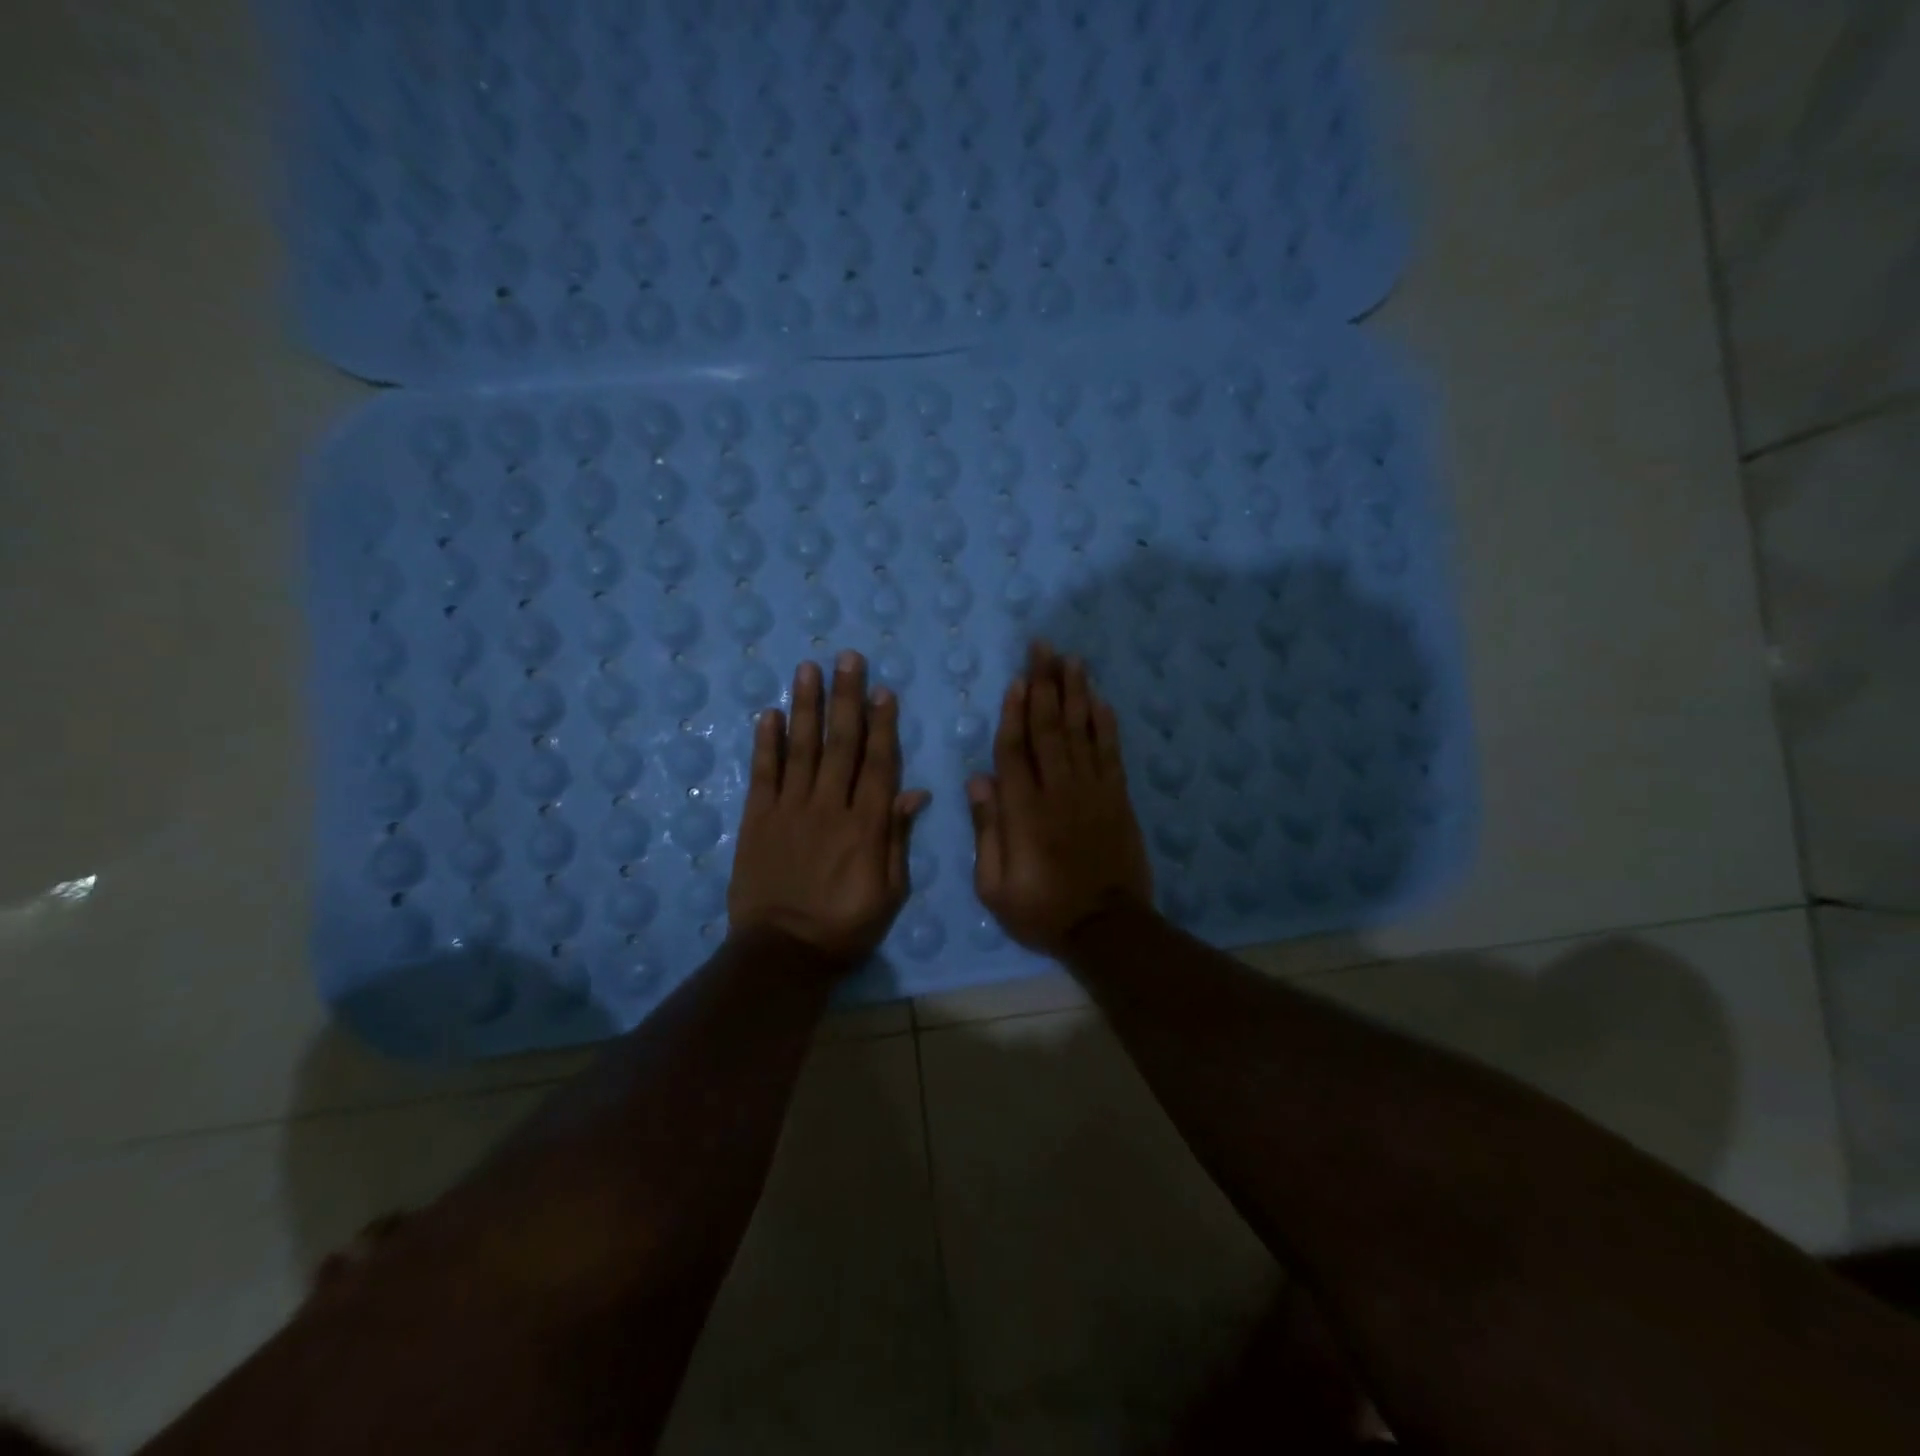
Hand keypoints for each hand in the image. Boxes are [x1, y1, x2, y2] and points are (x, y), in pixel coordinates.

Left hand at [728, 651, 930, 963]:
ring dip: (806, 706)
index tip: (883, 691)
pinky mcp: (757, 819)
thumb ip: (897, 839)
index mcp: (866, 825)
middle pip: (840, 744)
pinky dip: (765, 742)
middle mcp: (829, 807)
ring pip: (801, 748)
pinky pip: (762, 773)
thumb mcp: (889, 892)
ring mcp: (790, 810)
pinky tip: (768, 713)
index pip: (878, 764)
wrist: (783, 953)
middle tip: (847, 659)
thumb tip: (914, 792)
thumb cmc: (845, 926)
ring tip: (807, 669)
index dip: (883, 725)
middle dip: (846, 698)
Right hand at [968, 641, 1153, 955]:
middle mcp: (1058, 791)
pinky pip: (1110, 753)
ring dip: (1075, 693)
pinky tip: (1100, 700)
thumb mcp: (994, 885)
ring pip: (1081, 732)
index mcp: (1024, 811)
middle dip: (1045, 685)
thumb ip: (987, 831)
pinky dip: (1105, 725)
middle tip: (1043, 648)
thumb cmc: (1041, 910)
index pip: (1015, 750)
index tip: (1016, 680)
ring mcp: (1092, 792)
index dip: (1014, 712)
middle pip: (1049, 728)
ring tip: (1071, 659)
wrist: (1106, 928)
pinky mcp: (1117, 799)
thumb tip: (979, 781)